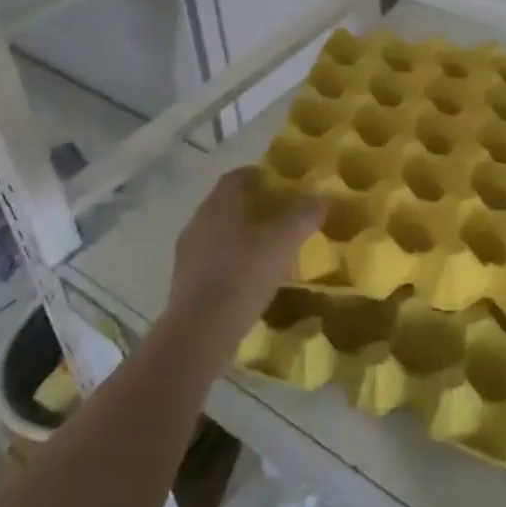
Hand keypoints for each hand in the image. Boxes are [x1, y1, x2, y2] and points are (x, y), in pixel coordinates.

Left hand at [167, 169, 322, 348]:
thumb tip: (321, 197)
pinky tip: (249, 278)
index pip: (238, 176)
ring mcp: (188, 252)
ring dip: (242, 235)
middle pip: (228, 204)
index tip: (282, 185)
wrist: (200, 331)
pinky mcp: (184, 282)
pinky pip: (212, 260)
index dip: (261, 175)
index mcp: (219, 203)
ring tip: (268, 249)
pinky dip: (231, 261)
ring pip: (219, 232)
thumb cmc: (245, 273)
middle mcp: (198, 220)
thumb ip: (305, 213)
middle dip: (254, 206)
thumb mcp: (285, 240)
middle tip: (281, 217)